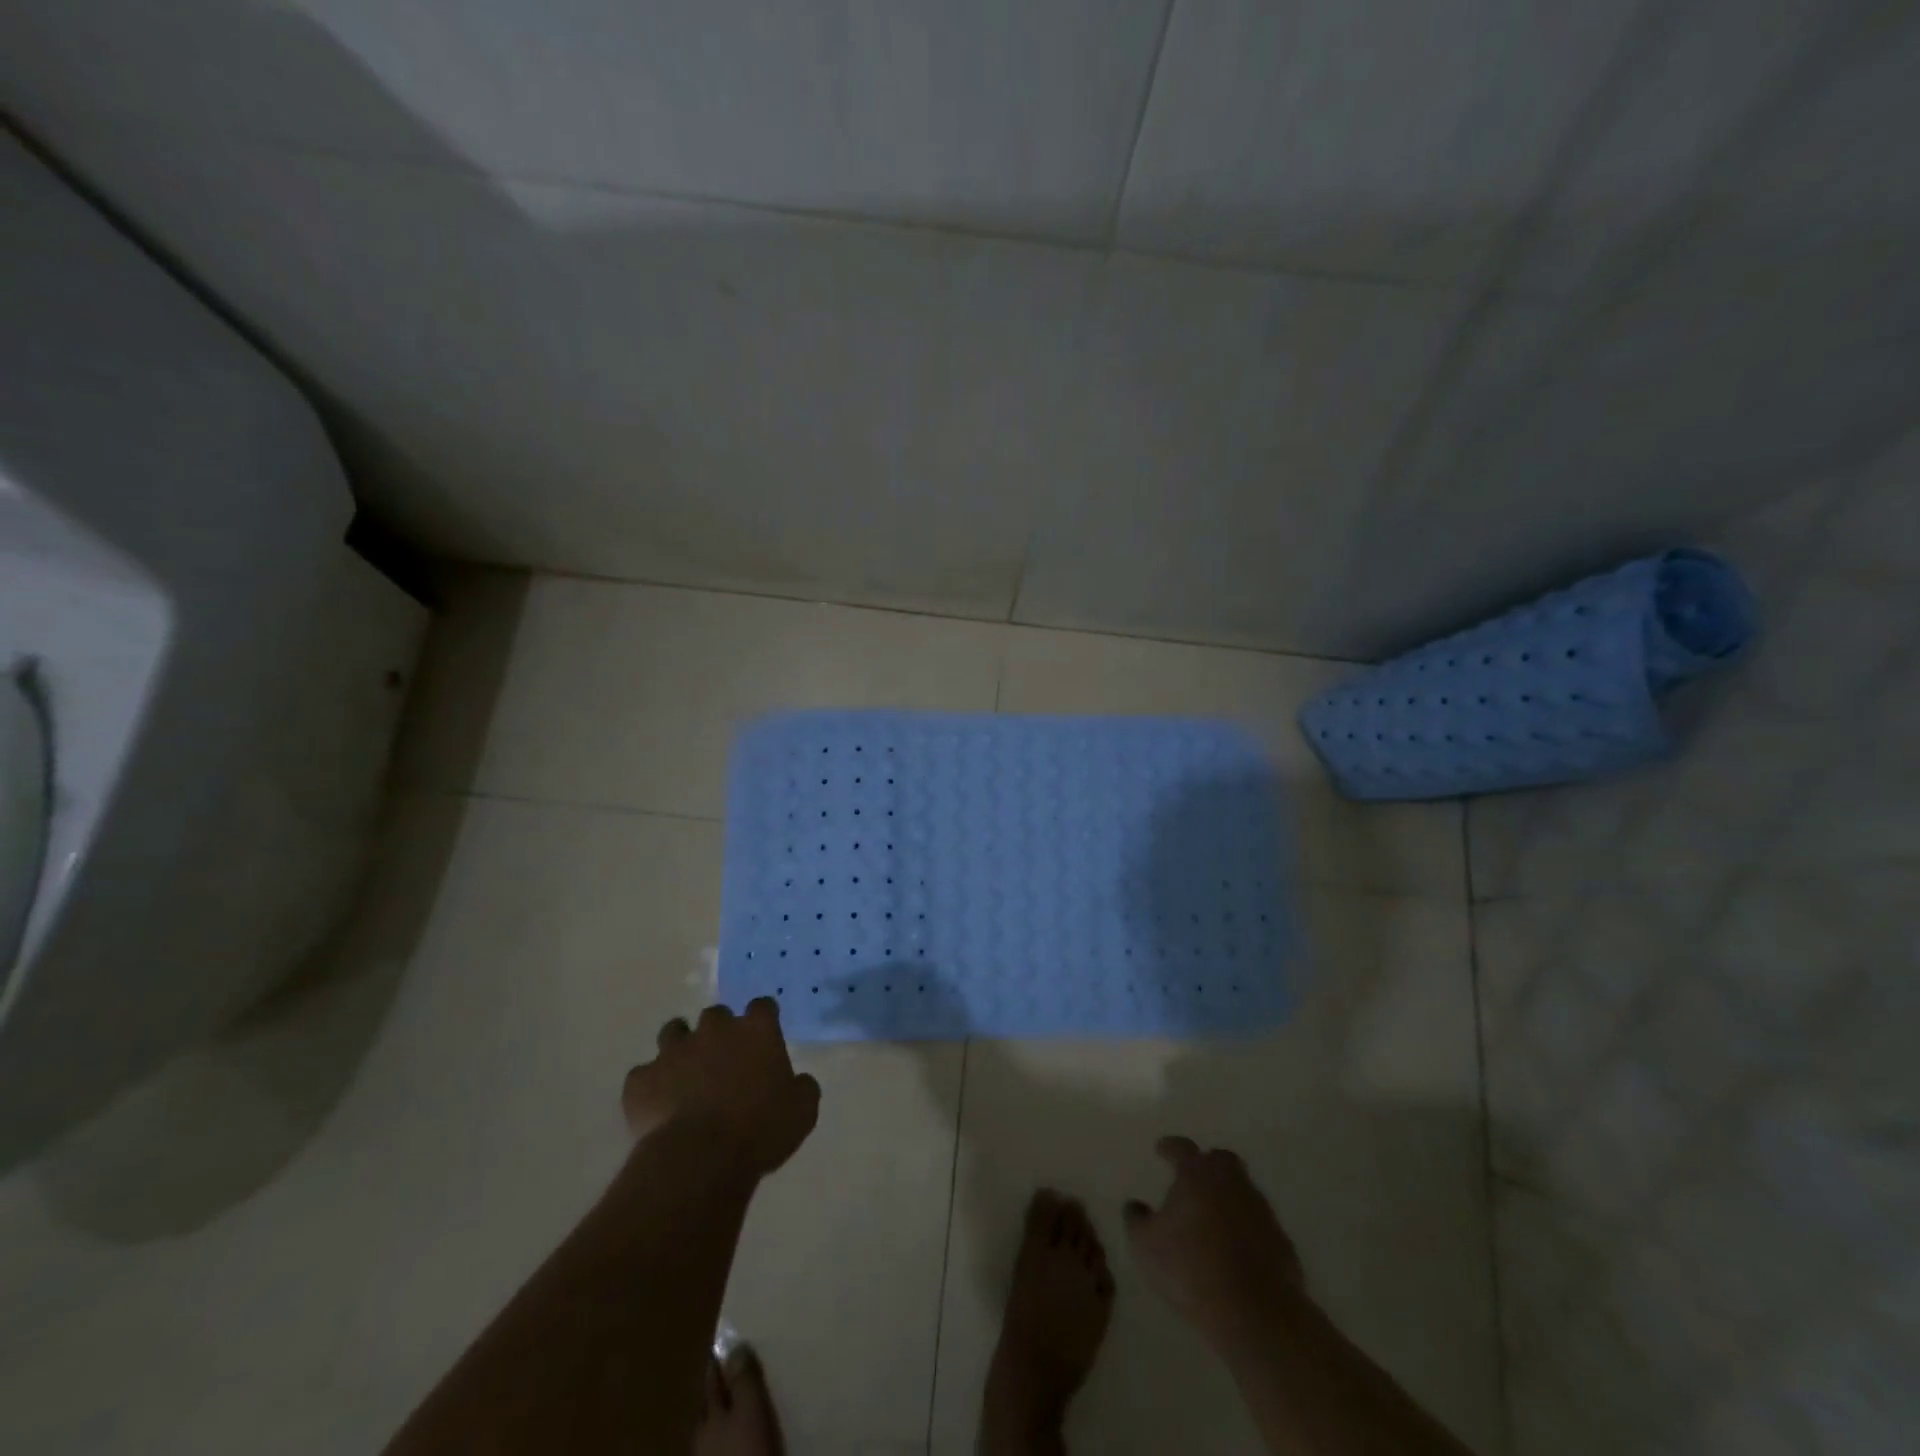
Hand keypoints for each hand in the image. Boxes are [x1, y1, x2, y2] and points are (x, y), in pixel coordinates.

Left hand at [622, 1000, 821, 1178]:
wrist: (700, 1160)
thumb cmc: (760, 1131)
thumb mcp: (802, 1112)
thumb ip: (803, 1088)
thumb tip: (800, 1081)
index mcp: (756, 1031)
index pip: (762, 1006)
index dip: (762, 1019)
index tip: (763, 1035)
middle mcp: (715, 1030)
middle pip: (717, 1015)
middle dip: (720, 1031)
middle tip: (724, 1060)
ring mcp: (674, 1051)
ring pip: (674, 1031)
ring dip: (681, 1046)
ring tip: (684, 1073)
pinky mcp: (642, 1079)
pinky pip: (644, 1074)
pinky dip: (651, 1085)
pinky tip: (657, 1105)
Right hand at [1123, 1136, 1305, 1349]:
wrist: (1256, 1313)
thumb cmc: (1191, 1269)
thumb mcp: (1146, 1246)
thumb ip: (1137, 1220)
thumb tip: (1135, 1205)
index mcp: (1198, 1174)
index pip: (1182, 1148)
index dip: (1170, 1147)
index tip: (1161, 1150)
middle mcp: (1232, 1182)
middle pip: (1221, 1161)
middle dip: (1207, 1165)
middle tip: (1193, 1180)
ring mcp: (1261, 1210)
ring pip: (1242, 1191)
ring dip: (1227, 1198)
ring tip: (1212, 1220)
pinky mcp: (1281, 1241)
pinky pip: (1258, 1224)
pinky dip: (1246, 1229)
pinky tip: (1235, 1249)